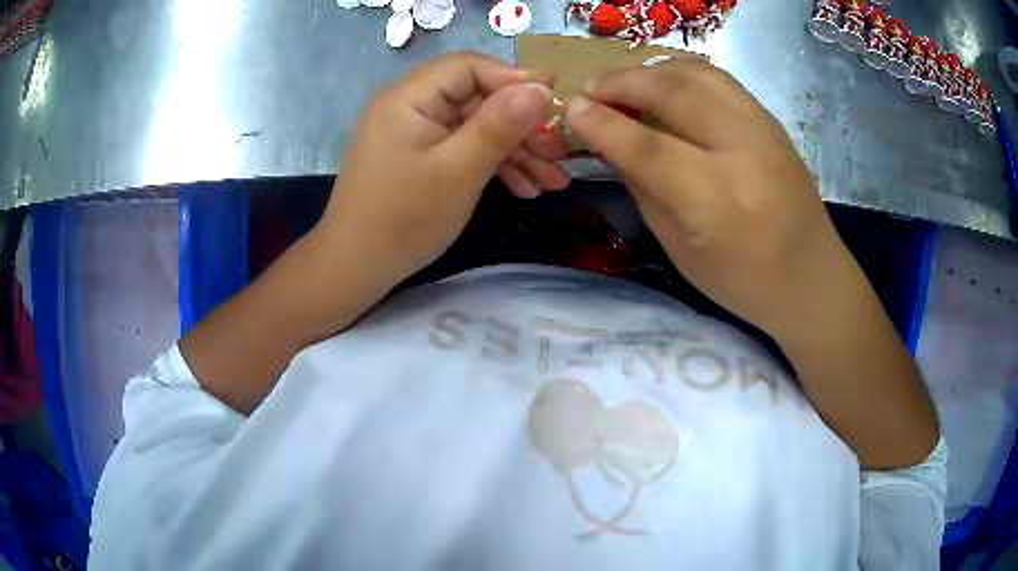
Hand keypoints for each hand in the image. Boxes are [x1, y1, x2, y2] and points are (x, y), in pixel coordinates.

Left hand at [319, 53, 567, 285]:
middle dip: (522, 126)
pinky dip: (491, 164)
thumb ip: (499, 126)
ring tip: (552, 180)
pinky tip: (524, 188)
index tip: (556, 100)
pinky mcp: (418, 155)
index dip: (516, 79)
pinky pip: (460, 147)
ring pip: (474, 126)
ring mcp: (413, 131)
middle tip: (559, 153)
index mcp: (410, 97)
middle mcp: (409, 105)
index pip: (470, 68)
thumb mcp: (458, 171)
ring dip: (514, 150)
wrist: (355, 268)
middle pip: (476, 98)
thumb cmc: (403, 220)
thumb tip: (540, 89)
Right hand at [564, 58, 853, 335]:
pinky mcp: (771, 120)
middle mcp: (744, 152)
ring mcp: (764, 129)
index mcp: (718, 201)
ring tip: (626, 86)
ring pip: (696, 72)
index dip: (602, 124)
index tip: (571, 111)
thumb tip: (609, 142)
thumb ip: (643, 188)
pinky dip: (680, 74)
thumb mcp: (681, 249)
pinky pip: (718, 79)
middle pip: (673, 92)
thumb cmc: (744, 282)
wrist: (813, 278)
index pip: (647, 147)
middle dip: (621, 83)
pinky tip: (665, 88)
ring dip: (650, 71)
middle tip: (592, 91)